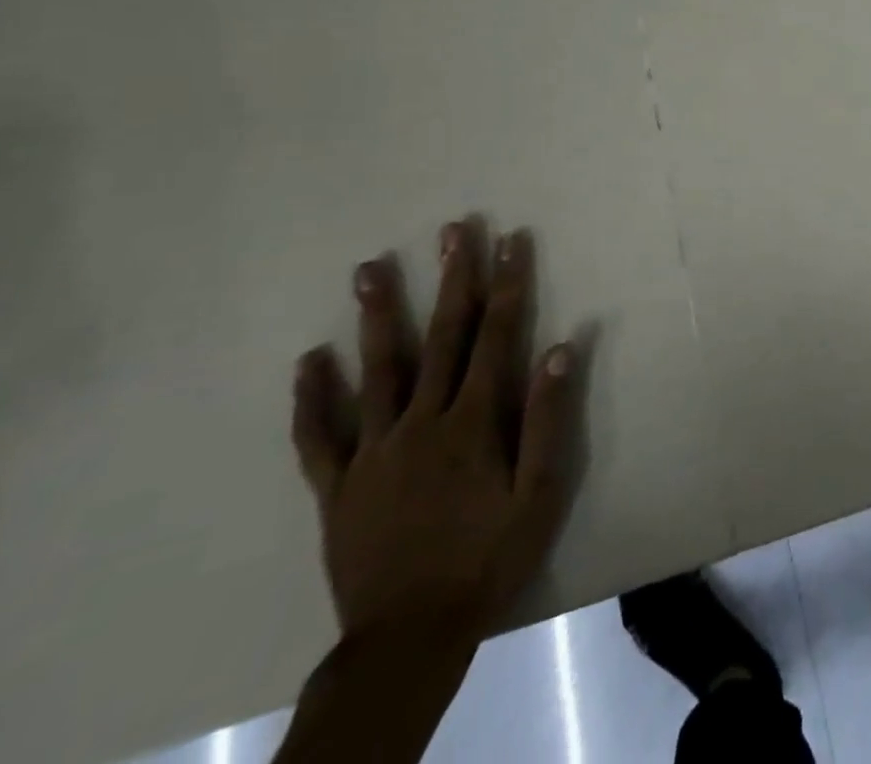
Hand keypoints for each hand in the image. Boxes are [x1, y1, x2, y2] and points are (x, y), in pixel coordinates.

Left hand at [290, 219, 579, 648]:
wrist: (409, 640)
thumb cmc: (488, 560)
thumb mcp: (539, 494)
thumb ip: (548, 419)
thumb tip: (561, 348)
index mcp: (472, 423)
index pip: (496, 336)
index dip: (507, 284)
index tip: (511, 241)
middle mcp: (420, 422)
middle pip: (441, 337)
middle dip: (452, 279)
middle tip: (452, 230)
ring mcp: (373, 452)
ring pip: (376, 370)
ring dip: (378, 315)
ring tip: (369, 268)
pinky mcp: (337, 487)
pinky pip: (318, 437)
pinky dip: (312, 398)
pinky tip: (309, 360)